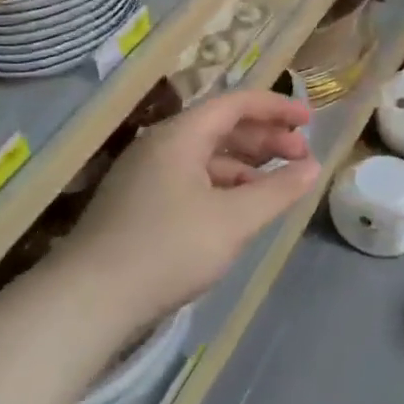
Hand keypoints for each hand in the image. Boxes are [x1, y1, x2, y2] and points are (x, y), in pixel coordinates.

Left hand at [59, 91, 320, 324]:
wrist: (90, 300)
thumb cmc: (168, 249)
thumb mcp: (234, 220)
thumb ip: (278, 190)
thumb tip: (313, 167)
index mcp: (180, 137)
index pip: (236, 104)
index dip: (277, 107)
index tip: (311, 121)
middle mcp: (160, 147)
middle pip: (221, 127)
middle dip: (266, 138)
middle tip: (301, 157)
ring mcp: (146, 176)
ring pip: (207, 156)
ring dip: (247, 164)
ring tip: (278, 184)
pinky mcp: (140, 204)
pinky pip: (192, 180)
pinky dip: (224, 186)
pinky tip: (241, 208)